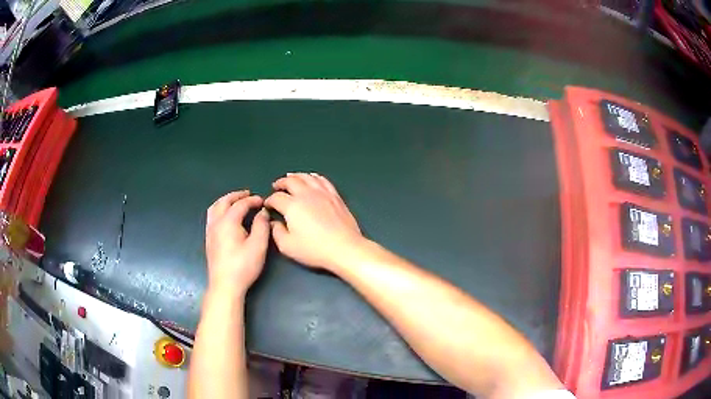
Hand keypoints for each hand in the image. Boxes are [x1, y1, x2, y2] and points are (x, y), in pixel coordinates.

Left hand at [205, 190, 269, 295]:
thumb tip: (262, 212)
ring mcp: (210, 231)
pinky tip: (226, 217)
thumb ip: (261, 226)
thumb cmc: (243, 266)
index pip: (240, 204)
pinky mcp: (208, 239)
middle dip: (236, 196)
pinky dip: (219, 209)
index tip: (263, 201)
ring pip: (214, 208)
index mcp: (228, 221)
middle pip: (224, 202)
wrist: (225, 285)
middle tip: (248, 194)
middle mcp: (216, 222)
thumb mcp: (258, 246)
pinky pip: (211, 216)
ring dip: (225, 201)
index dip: (252, 200)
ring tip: (235, 202)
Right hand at [265, 173, 363, 270]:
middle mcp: (306, 194)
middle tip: (276, 185)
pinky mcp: (335, 196)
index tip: (267, 204)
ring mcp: (322, 193)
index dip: (269, 200)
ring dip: (296, 176)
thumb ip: (276, 232)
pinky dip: (314, 177)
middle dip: (281, 183)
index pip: (276, 198)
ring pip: (306, 177)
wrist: (344, 248)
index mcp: (292, 206)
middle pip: (291, 181)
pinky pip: (322, 180)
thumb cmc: (314, 249)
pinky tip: (312, 178)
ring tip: (290, 178)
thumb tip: (273, 223)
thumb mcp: (287, 246)